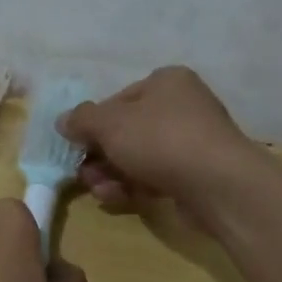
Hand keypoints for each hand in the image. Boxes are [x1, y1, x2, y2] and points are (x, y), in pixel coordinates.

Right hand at [59, 66, 271, 232]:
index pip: (119, 98)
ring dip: (112, 173)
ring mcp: (194, 142)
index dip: (94, 122)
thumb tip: (63, 121)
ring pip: (140, 156)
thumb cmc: (160, 139)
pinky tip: (119, 199)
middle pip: (128, 130)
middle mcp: (184, 106)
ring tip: (99, 191)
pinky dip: (135, 186)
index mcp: (167, 81)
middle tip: (83, 173)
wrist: (219, 185)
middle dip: (101, 154)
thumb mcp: (110, 124)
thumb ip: (82, 120)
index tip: (77, 144)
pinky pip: (158, 176)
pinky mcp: (198, 175)